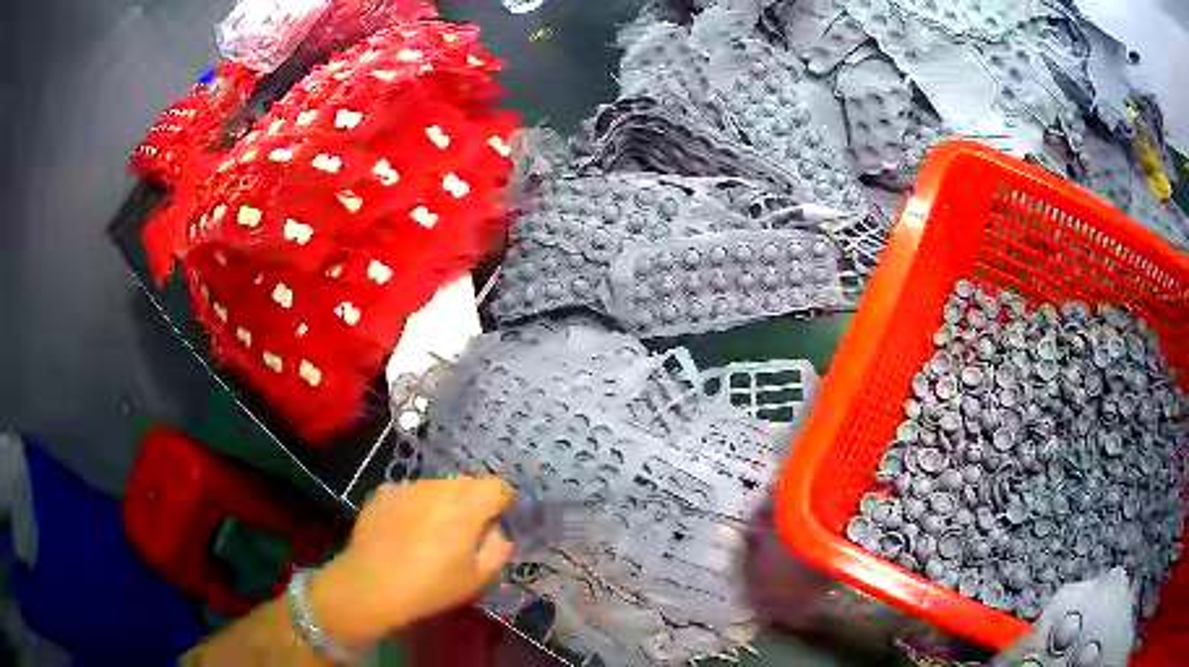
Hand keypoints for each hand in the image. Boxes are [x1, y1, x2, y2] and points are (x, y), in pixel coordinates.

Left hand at [308, 479, 515, 646]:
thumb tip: (497, 532)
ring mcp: (408, 487)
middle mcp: (438, 488)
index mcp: (467, 506)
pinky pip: (410, 493)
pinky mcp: (383, 493)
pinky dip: (415, 506)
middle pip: (467, 483)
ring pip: (437, 486)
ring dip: (444, 502)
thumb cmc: (431, 586)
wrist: (371, 585)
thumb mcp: (477, 578)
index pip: (496, 486)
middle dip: (474, 501)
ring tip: (433, 531)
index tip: (498, 521)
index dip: (502, 501)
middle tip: (468, 531)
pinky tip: (406, 531)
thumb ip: (497, 550)